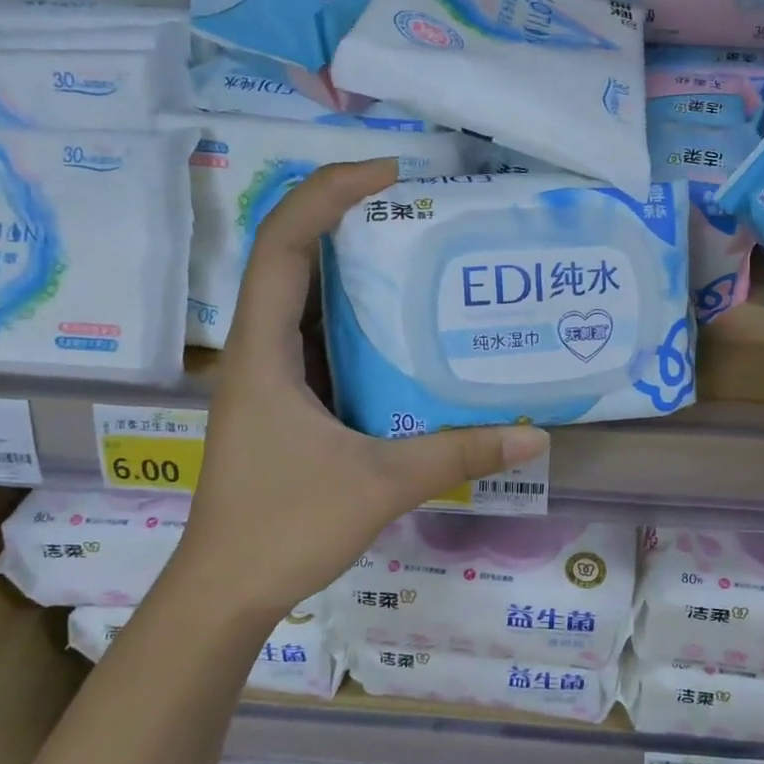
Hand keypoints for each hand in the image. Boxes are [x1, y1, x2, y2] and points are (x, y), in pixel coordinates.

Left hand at [173, 159, 548, 621]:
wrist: (226, 591)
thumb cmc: (285, 528)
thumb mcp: (381, 484)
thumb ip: (458, 454)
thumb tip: (536, 434)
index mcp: (262, 352)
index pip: (282, 244)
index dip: (328, 193)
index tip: (389, 172)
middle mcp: (256, 351)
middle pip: (290, 256)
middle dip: (346, 217)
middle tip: (418, 205)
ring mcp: (266, 377)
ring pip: (303, 298)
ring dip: (351, 266)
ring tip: (417, 250)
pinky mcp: (283, 403)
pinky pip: (316, 338)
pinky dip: (354, 317)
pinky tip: (401, 328)